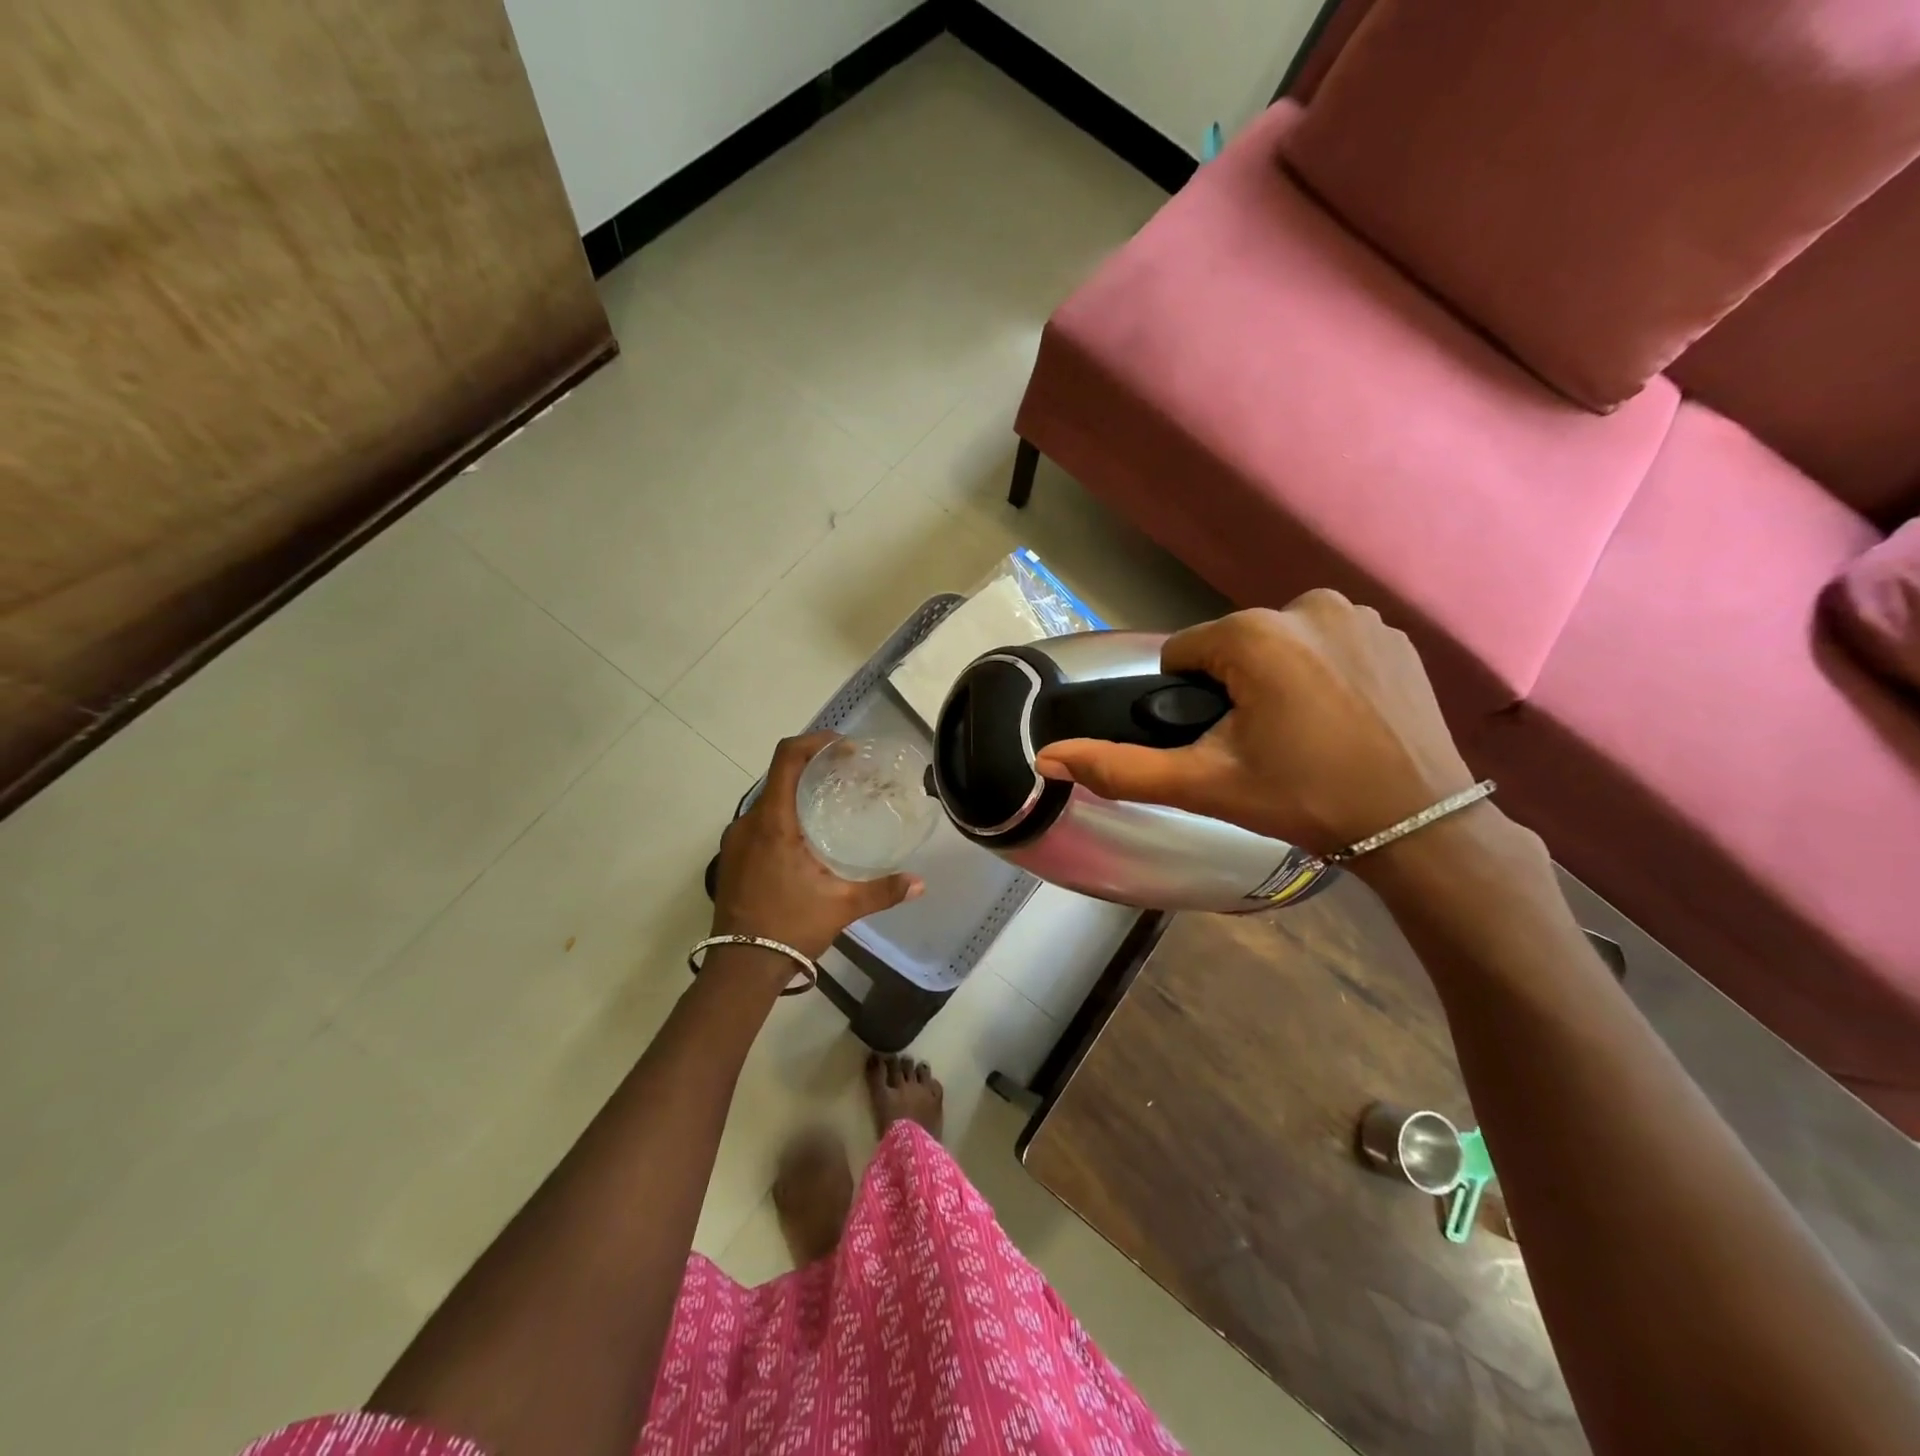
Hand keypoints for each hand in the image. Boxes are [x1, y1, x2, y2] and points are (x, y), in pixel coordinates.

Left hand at [712, 732, 923, 959]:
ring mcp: (735, 841)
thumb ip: (882, 891)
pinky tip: (804, 839)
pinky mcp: (731, 858)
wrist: (740, 967)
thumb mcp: (841, 906)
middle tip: (845, 774)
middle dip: (812, 767)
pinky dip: (782, 816)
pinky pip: (758, 822)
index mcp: (773, 823)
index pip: (787, 759)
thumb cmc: (790, 927)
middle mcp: (748, 823)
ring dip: (796, 793)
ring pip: (767, 801)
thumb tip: (919, 883)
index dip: (815, 743)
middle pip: (779, 776)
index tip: (843, 747)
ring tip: (828, 804)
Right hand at [1033, 592, 1476, 858]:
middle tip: (1264, 746)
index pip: (1183, 655)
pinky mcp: (1392, 633)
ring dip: (1276, 680)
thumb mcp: (1204, 785)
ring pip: (1278, 644)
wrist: (1417, 823)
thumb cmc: (1303, 799)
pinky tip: (1341, 717)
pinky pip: (1326, 644)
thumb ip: (1121, 768)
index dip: (1190, 702)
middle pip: (1231, 647)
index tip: (1224, 742)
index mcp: (1253, 634)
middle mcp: (1305, 604)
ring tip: (1304, 734)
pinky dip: (1322, 672)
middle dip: (1234, 690)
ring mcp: (1358, 614)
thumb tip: (1046, 755)